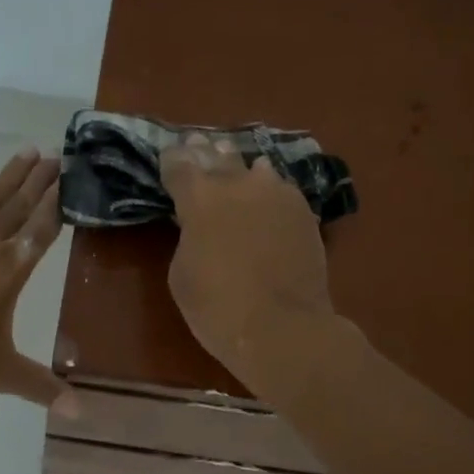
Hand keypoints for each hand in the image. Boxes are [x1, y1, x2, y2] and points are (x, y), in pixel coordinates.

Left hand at [0, 148, 72, 408]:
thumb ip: (38, 387)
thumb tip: (81, 412)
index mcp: (8, 269)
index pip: (42, 230)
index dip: (58, 204)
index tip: (73, 179)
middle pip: (19, 205)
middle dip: (41, 181)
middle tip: (59, 154)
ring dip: (11, 176)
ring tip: (29, 151)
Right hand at [160, 134, 337, 395]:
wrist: (283, 327)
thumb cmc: (217, 308)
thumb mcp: (182, 273)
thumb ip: (188, 235)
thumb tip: (201, 222)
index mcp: (199, 197)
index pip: (179, 164)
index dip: (172, 161)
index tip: (169, 158)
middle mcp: (238, 183)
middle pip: (217, 156)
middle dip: (205, 153)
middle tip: (198, 145)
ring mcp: (277, 193)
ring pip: (255, 168)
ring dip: (241, 169)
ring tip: (237, 172)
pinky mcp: (304, 211)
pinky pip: (281, 191)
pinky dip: (269, 192)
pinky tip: (268, 198)